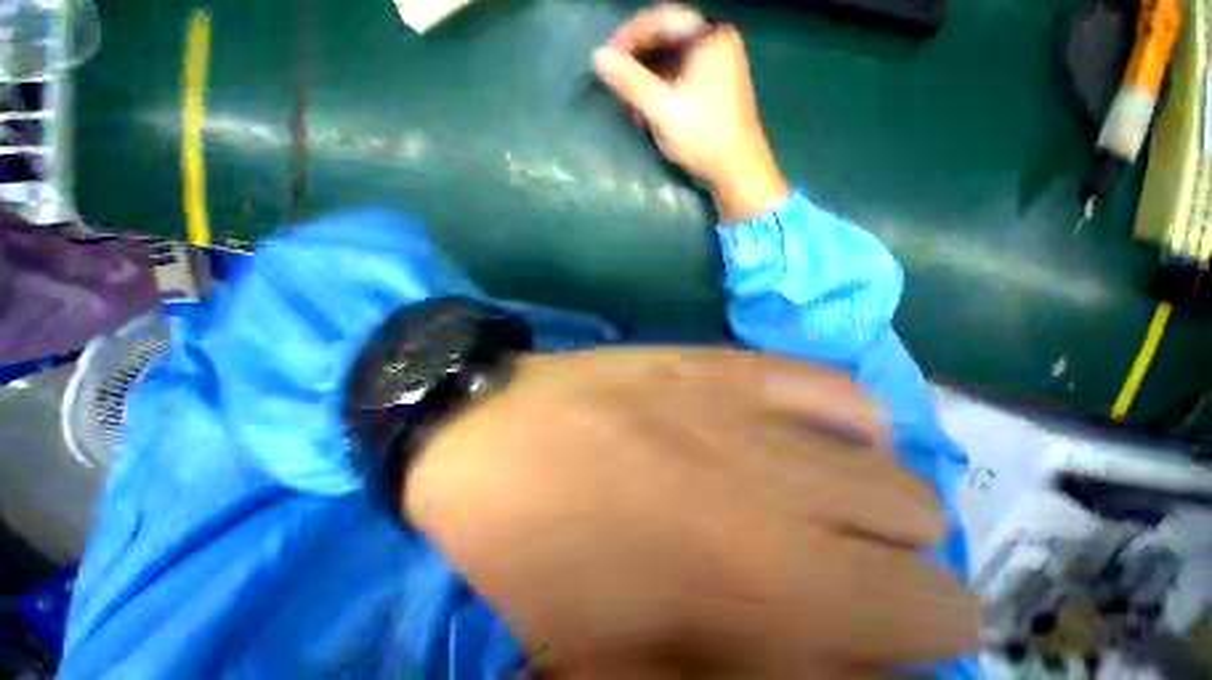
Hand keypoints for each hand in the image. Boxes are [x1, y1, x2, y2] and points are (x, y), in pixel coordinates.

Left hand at [404, 347, 978, 676]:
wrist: (479, 445)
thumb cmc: (537, 571)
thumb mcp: (620, 667)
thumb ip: (736, 679)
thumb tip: (832, 667)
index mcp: (770, 593)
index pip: (920, 615)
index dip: (945, 632)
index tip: (936, 641)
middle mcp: (800, 504)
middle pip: (927, 536)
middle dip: (922, 578)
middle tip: (880, 595)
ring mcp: (772, 421)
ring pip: (900, 471)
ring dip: (894, 517)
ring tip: (854, 532)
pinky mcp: (741, 366)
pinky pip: (842, 395)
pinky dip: (855, 432)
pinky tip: (828, 454)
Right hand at [593, 5, 789, 223]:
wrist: (741, 175)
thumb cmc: (706, 138)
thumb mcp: (662, 108)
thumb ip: (629, 78)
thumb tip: (596, 55)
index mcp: (713, 41)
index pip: (664, 18)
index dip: (632, 33)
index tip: (609, 55)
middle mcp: (719, 43)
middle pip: (666, 32)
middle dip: (636, 52)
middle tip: (613, 74)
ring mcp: (719, 61)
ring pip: (669, 50)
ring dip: (643, 68)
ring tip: (626, 95)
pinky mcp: (715, 79)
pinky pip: (678, 65)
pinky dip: (657, 79)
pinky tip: (642, 104)